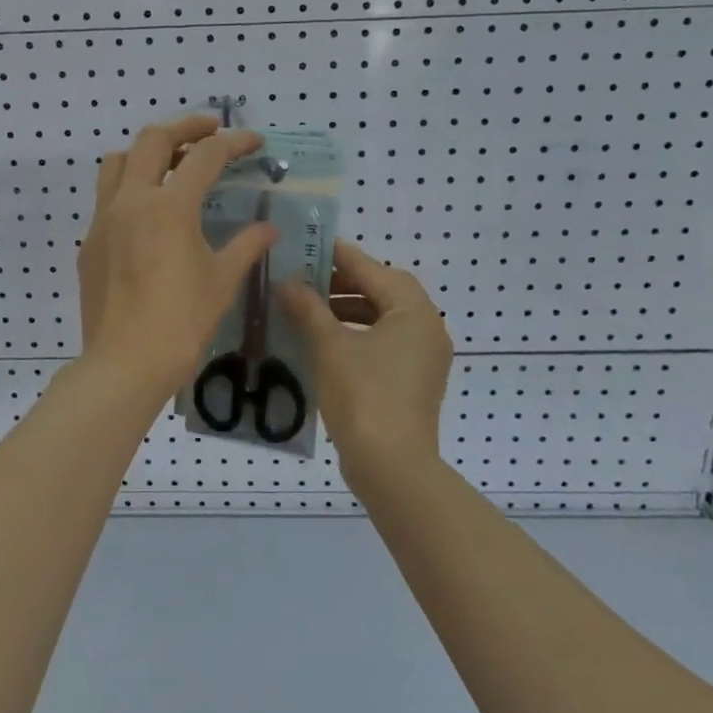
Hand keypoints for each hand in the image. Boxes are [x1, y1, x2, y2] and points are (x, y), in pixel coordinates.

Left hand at [77, 115, 277, 398]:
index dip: (234, 143)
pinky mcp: (90, 243)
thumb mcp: (221, 281)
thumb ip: (245, 246)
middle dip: (185, 126)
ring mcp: (103, 220)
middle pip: (152, 140)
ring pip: (118, 162)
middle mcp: (131, 201)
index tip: (254, 141)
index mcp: (169, 207)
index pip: (204, 156)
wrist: (125, 363)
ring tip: (172, 163)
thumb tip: (268, 228)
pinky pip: (106, 198)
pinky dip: (130, 188)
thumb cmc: (181, 322)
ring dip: (147, 152)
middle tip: (210, 129)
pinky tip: (148, 215)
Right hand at [278, 239, 452, 476]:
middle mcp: (426, 329)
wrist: (392, 468)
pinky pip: (383, 344)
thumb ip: (308, 308)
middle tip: (302, 279)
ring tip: (306, 310)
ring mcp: (423, 358)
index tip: (308, 245)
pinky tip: (322, 342)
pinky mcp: (412, 381)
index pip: (373, 270)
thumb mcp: (330, 347)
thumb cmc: (364, 397)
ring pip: (381, 319)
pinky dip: (355, 336)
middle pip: (381, 292)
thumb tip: (286, 283)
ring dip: (346, 311)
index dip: (338, 256)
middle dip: (341, 284)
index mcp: (414, 312)